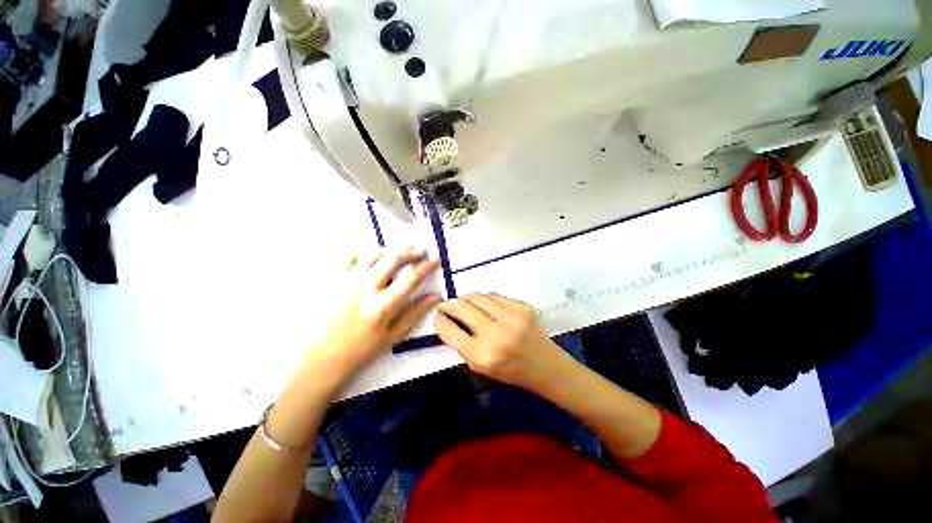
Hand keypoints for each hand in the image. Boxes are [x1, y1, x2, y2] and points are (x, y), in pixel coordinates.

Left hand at [308, 247, 440, 382]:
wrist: (325, 358)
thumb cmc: (364, 350)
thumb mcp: (395, 335)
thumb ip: (416, 313)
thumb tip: (436, 296)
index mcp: (382, 306)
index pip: (411, 278)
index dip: (426, 266)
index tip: (435, 260)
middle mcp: (365, 290)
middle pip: (393, 259)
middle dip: (410, 252)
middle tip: (419, 252)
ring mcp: (347, 282)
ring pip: (373, 254)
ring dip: (390, 250)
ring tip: (399, 254)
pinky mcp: (333, 281)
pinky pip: (350, 256)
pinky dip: (365, 252)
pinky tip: (373, 257)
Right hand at [434, 293, 565, 390]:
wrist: (544, 364)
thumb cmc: (509, 370)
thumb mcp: (480, 366)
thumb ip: (462, 345)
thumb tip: (448, 321)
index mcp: (482, 355)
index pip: (450, 331)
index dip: (440, 321)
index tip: (438, 316)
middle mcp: (496, 334)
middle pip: (462, 308)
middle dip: (449, 304)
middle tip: (445, 305)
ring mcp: (511, 317)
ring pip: (477, 297)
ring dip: (466, 299)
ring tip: (463, 303)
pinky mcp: (522, 306)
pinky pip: (494, 296)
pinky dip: (484, 299)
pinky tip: (483, 304)